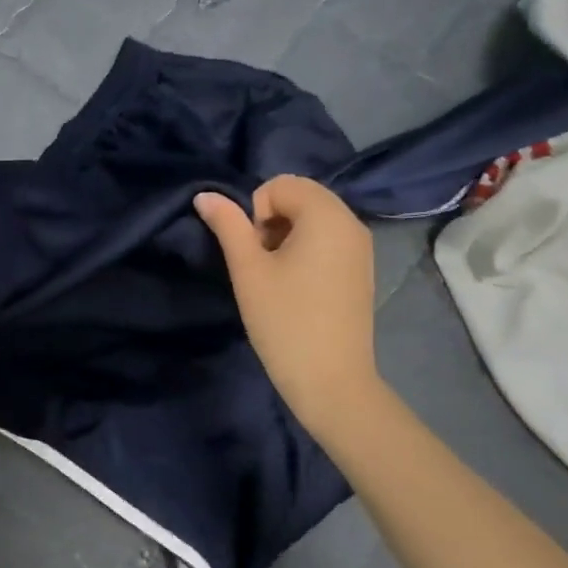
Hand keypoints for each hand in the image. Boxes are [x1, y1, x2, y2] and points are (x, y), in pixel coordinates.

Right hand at [194, 175, 381, 436]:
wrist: (331, 382)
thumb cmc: (285, 321)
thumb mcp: (248, 270)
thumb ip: (227, 225)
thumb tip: (205, 195)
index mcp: (327, 215)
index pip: (279, 185)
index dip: (254, 212)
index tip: (252, 252)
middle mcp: (351, 222)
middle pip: (301, 196)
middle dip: (271, 220)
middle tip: (260, 263)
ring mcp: (362, 247)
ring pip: (314, 218)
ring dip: (287, 235)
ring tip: (276, 277)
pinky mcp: (362, 270)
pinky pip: (329, 239)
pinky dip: (307, 249)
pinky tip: (297, 288)